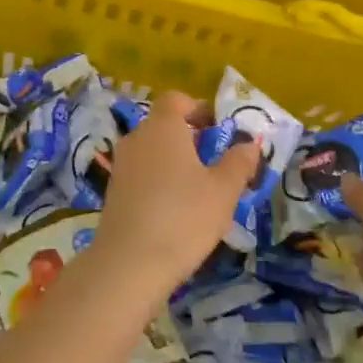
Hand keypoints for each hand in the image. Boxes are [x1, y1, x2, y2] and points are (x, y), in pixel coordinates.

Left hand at [94, 91, 260, 296]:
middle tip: (216, 161)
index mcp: (162, 126)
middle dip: (190, 137)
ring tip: (199, 189)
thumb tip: (250, 143)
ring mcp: (121, 164)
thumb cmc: (183, 218)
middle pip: (163, 124)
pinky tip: (175, 209)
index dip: (198, 108)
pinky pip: (141, 172)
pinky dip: (158, 180)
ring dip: (174, 160)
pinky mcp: (113, 190)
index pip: (176, 99)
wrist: (129, 263)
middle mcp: (137, 137)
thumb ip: (239, 162)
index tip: (219, 128)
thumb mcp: (223, 191)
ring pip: (152, 150)